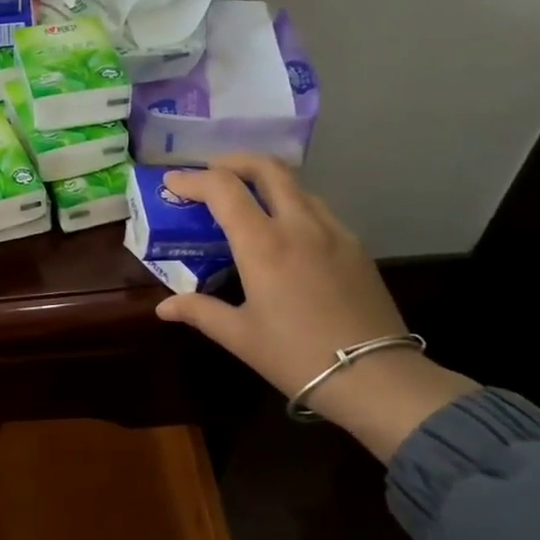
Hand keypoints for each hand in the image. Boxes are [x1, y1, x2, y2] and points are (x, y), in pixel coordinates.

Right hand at [153, 153, 476, 461]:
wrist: (375, 378)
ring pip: (297, 185)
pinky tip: (283, 230)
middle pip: (268, 168)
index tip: (172, 184)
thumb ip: (199, 311)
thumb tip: (164, 307)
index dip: (192, 179)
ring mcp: (334, 232)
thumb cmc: (295, 356)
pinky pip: (318, 208)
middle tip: (210, 174)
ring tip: (244, 200)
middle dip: (233, 162)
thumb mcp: (238, 335)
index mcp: (263, 244)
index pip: (224, 188)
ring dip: (264, 180)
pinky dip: (291, 203)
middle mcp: (300, 225)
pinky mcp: (355, 246)